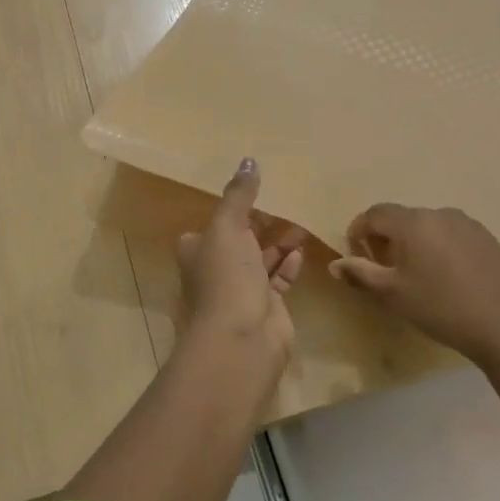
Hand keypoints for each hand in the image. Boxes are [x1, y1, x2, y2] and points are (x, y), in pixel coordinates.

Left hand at [177, 158, 305, 360]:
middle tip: (286, 203)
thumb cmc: (226, 277)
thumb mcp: (228, 227)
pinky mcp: (266, 307)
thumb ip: (239, 195)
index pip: (213, 224)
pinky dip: (289, 264)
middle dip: (261, 224)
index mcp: (197, 250)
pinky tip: (302, 250)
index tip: (256, 192)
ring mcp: (241, 290)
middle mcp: (216, 269)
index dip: (232, 209)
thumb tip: (248, 160)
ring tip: (302, 222)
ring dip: (280, 243)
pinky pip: (279, 279)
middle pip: (240, 241)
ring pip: (262, 259)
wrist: (241, 340)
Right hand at [329, 205, 499, 361]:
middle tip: (384, 269)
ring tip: (417, 275)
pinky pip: (451, 235)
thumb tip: (335, 264)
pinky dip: (439, 247)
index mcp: (412, 222)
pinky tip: (446, 277)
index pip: (375, 214)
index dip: (359, 231)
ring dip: (414, 243)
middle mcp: (439, 213)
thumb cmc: (440, 307)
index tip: (357, 255)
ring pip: (428, 226)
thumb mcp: (392, 295)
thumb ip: (360, 275)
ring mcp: (467, 223)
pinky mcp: (487, 238)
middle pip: (401, 218)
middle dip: (386, 238)